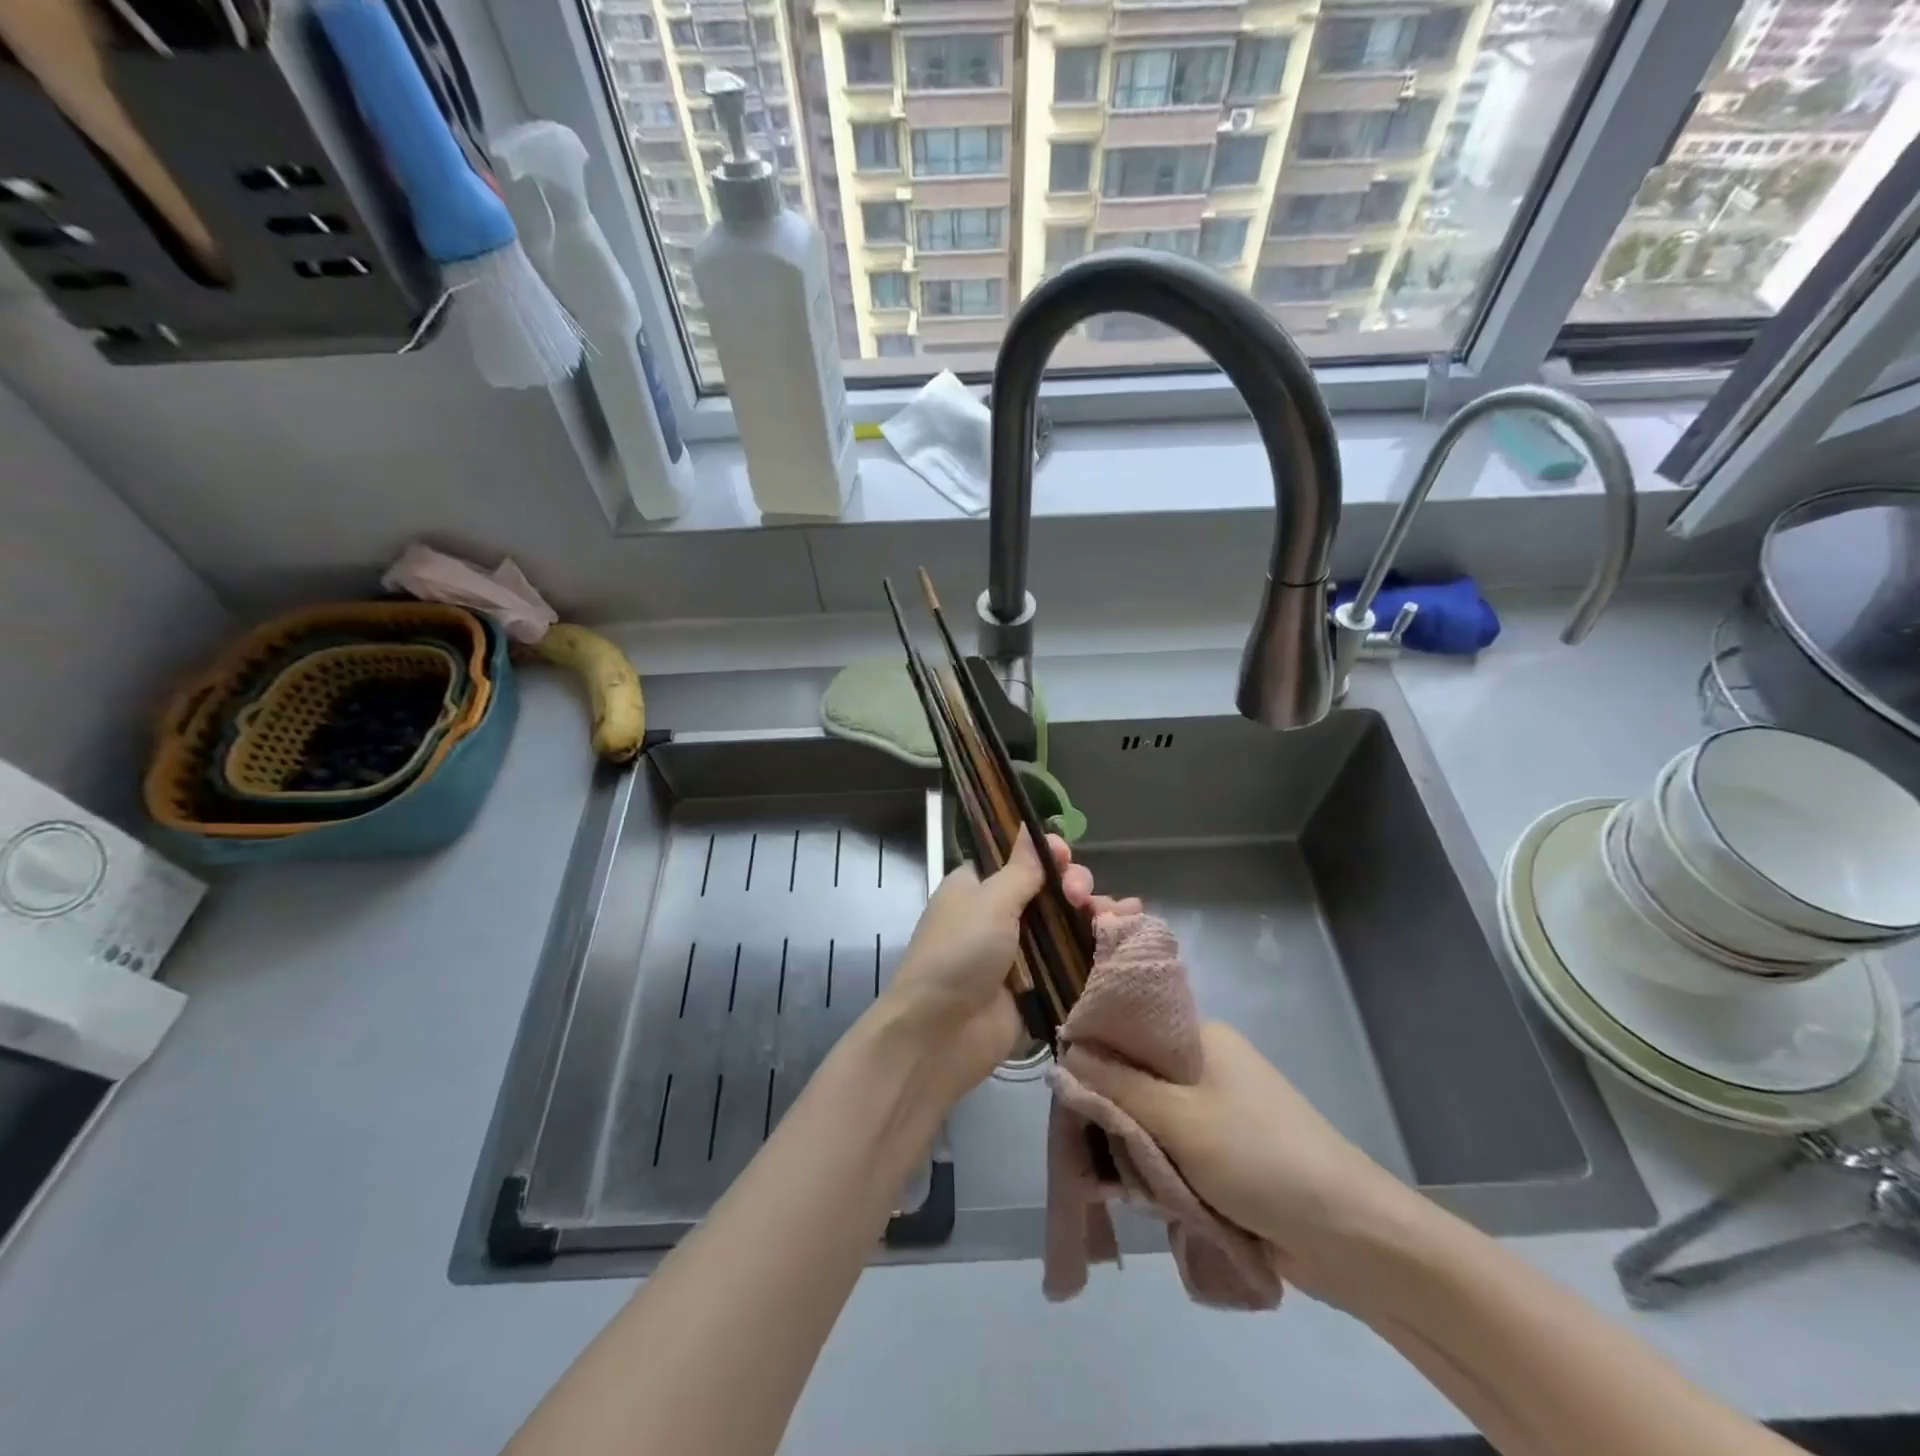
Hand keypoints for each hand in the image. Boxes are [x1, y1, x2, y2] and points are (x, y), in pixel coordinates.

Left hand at [871, 830, 1138, 1102]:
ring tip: (1121, 914)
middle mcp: (1000, 914)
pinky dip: (1099, 946)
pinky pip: (1073, 958)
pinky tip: (1129, 933)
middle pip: (1050, 889)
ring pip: (1067, 923)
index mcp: (978, 887)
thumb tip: (1031, 826)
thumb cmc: (958, 954)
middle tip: (1079, 897)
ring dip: (1094, 913)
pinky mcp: (1040, 985)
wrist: (941, 1034)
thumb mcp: (989, 902)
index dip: (1047, 854)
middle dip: (1074, 885)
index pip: (1020, 859)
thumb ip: (1020, 869)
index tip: (1064, 856)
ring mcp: (1022, 952)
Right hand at [1068, 1022, 1419, 1307]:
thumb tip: (1066, 1051)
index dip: (1093, 1050)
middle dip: (1110, 1112)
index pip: (1130, 1027)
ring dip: (1132, 1149)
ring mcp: (1216, 1112)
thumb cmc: (1260, 1158)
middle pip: (1135, 1076)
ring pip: (1150, 1119)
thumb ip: (1116, 1086)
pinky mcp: (1224, 1155)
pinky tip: (1141, 1198)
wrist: (1350, 1237)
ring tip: (1117, 1182)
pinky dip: (1156, 1171)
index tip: (1065, 1086)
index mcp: (1200, 1038)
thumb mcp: (1178, 1117)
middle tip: (1088, 1147)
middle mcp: (1206, 1066)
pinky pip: (1171, 1151)